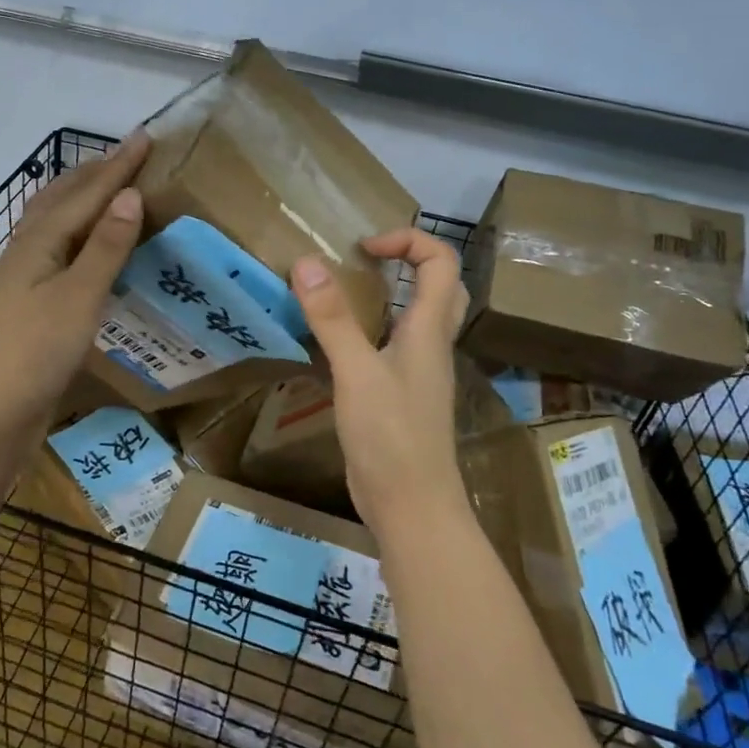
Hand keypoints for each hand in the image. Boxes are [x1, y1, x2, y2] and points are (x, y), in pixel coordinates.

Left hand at [0, 131, 149, 428]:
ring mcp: (25, 279)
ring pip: (54, 224)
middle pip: (61, 200)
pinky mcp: (30, 305)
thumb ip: (105, 246)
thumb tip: (129, 194)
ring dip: (80, 200)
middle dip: (94, 175)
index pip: (86, 194)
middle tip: (127, 157)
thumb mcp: (79, 296)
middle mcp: (28, 251)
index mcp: (40, 242)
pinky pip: (57, 250)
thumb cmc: (35, 351)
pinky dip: (76, 234)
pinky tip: (83, 249)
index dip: (118, 167)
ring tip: (104, 189)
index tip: (144, 137)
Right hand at [290, 229, 470, 545]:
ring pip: (417, 317)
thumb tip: (307, 261)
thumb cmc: (392, 436)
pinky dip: (370, 330)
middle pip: (440, 286)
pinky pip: (393, 347)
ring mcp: (417, 372)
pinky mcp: (400, 395)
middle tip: (364, 261)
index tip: (363, 247)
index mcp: (429, 330)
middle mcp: (430, 345)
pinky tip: (336, 343)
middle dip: (408, 261)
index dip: (408, 240)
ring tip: (345, 292)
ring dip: (390, 294)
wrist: (412, 507)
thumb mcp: (356, 372)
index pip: (441, 262)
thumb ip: (332, 318)